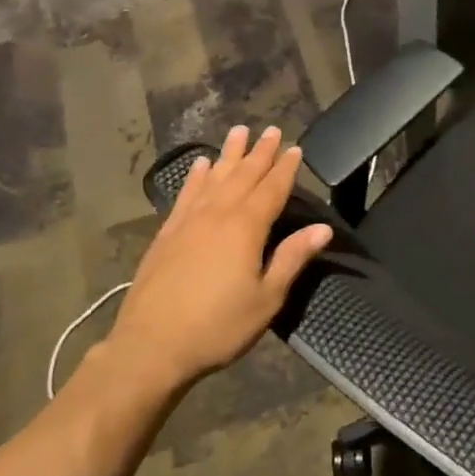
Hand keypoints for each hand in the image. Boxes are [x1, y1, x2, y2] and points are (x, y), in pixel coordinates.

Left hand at [108, 126, 331, 394]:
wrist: (152, 345)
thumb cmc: (218, 326)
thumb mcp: (266, 299)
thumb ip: (292, 258)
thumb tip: (322, 228)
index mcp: (246, 228)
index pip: (272, 189)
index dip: (285, 168)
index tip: (295, 148)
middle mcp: (218, 214)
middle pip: (244, 175)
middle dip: (260, 152)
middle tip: (272, 130)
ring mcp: (189, 220)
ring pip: (215, 177)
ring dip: (229, 154)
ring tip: (239, 132)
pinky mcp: (167, 232)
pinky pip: (186, 194)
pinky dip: (197, 176)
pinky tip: (201, 164)